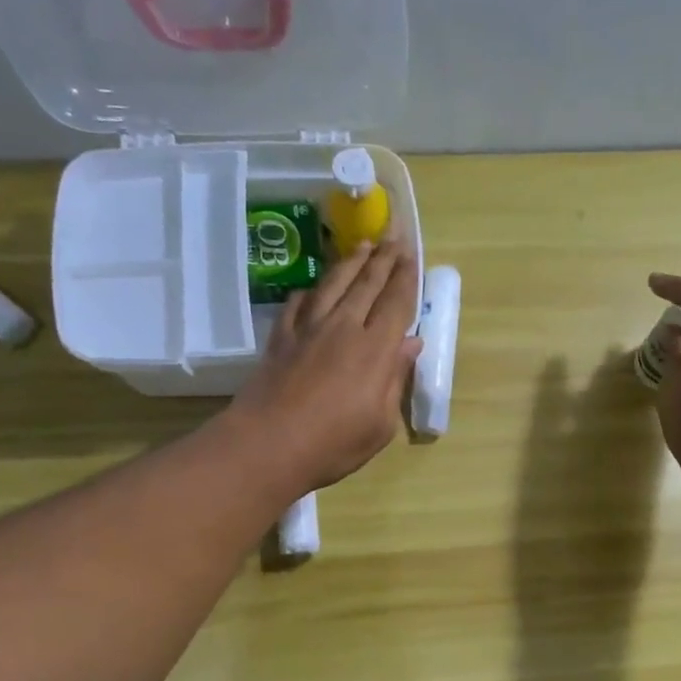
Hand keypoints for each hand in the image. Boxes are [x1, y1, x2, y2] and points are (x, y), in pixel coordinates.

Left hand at [228, 240, 422, 492]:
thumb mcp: (380, 423)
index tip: (412, 253)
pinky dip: (311, 290)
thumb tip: (411, 344)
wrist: (268, 445)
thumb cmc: (334, 444)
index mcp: (375, 350)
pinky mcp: (281, 337)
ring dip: (351, 262)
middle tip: (393, 235)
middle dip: (383, 258)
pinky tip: (314, 287)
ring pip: (334, 284)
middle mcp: (344, 328)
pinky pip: (299, 303)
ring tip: (362, 245)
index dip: (406, 276)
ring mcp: (309, 329)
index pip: (396, 303)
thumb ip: (395, 379)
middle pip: (367, 284)